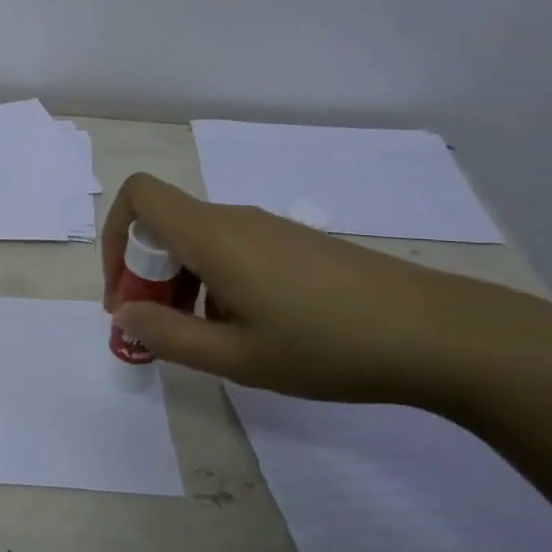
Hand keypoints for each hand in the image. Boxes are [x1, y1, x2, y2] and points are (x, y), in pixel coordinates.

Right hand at [101, 172, 536, 405]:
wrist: (437, 334)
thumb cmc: (328, 346)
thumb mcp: (238, 356)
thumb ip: (168, 336)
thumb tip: (124, 315)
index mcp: (213, 236)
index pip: (139, 195)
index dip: (115, 235)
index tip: (125, 292)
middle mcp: (234, 219)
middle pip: (164, 223)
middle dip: (145, 272)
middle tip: (158, 329)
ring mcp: (268, 229)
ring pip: (198, 240)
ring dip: (180, 282)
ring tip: (205, 338)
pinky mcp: (294, 244)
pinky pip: (231, 249)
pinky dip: (214, 281)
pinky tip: (248, 329)